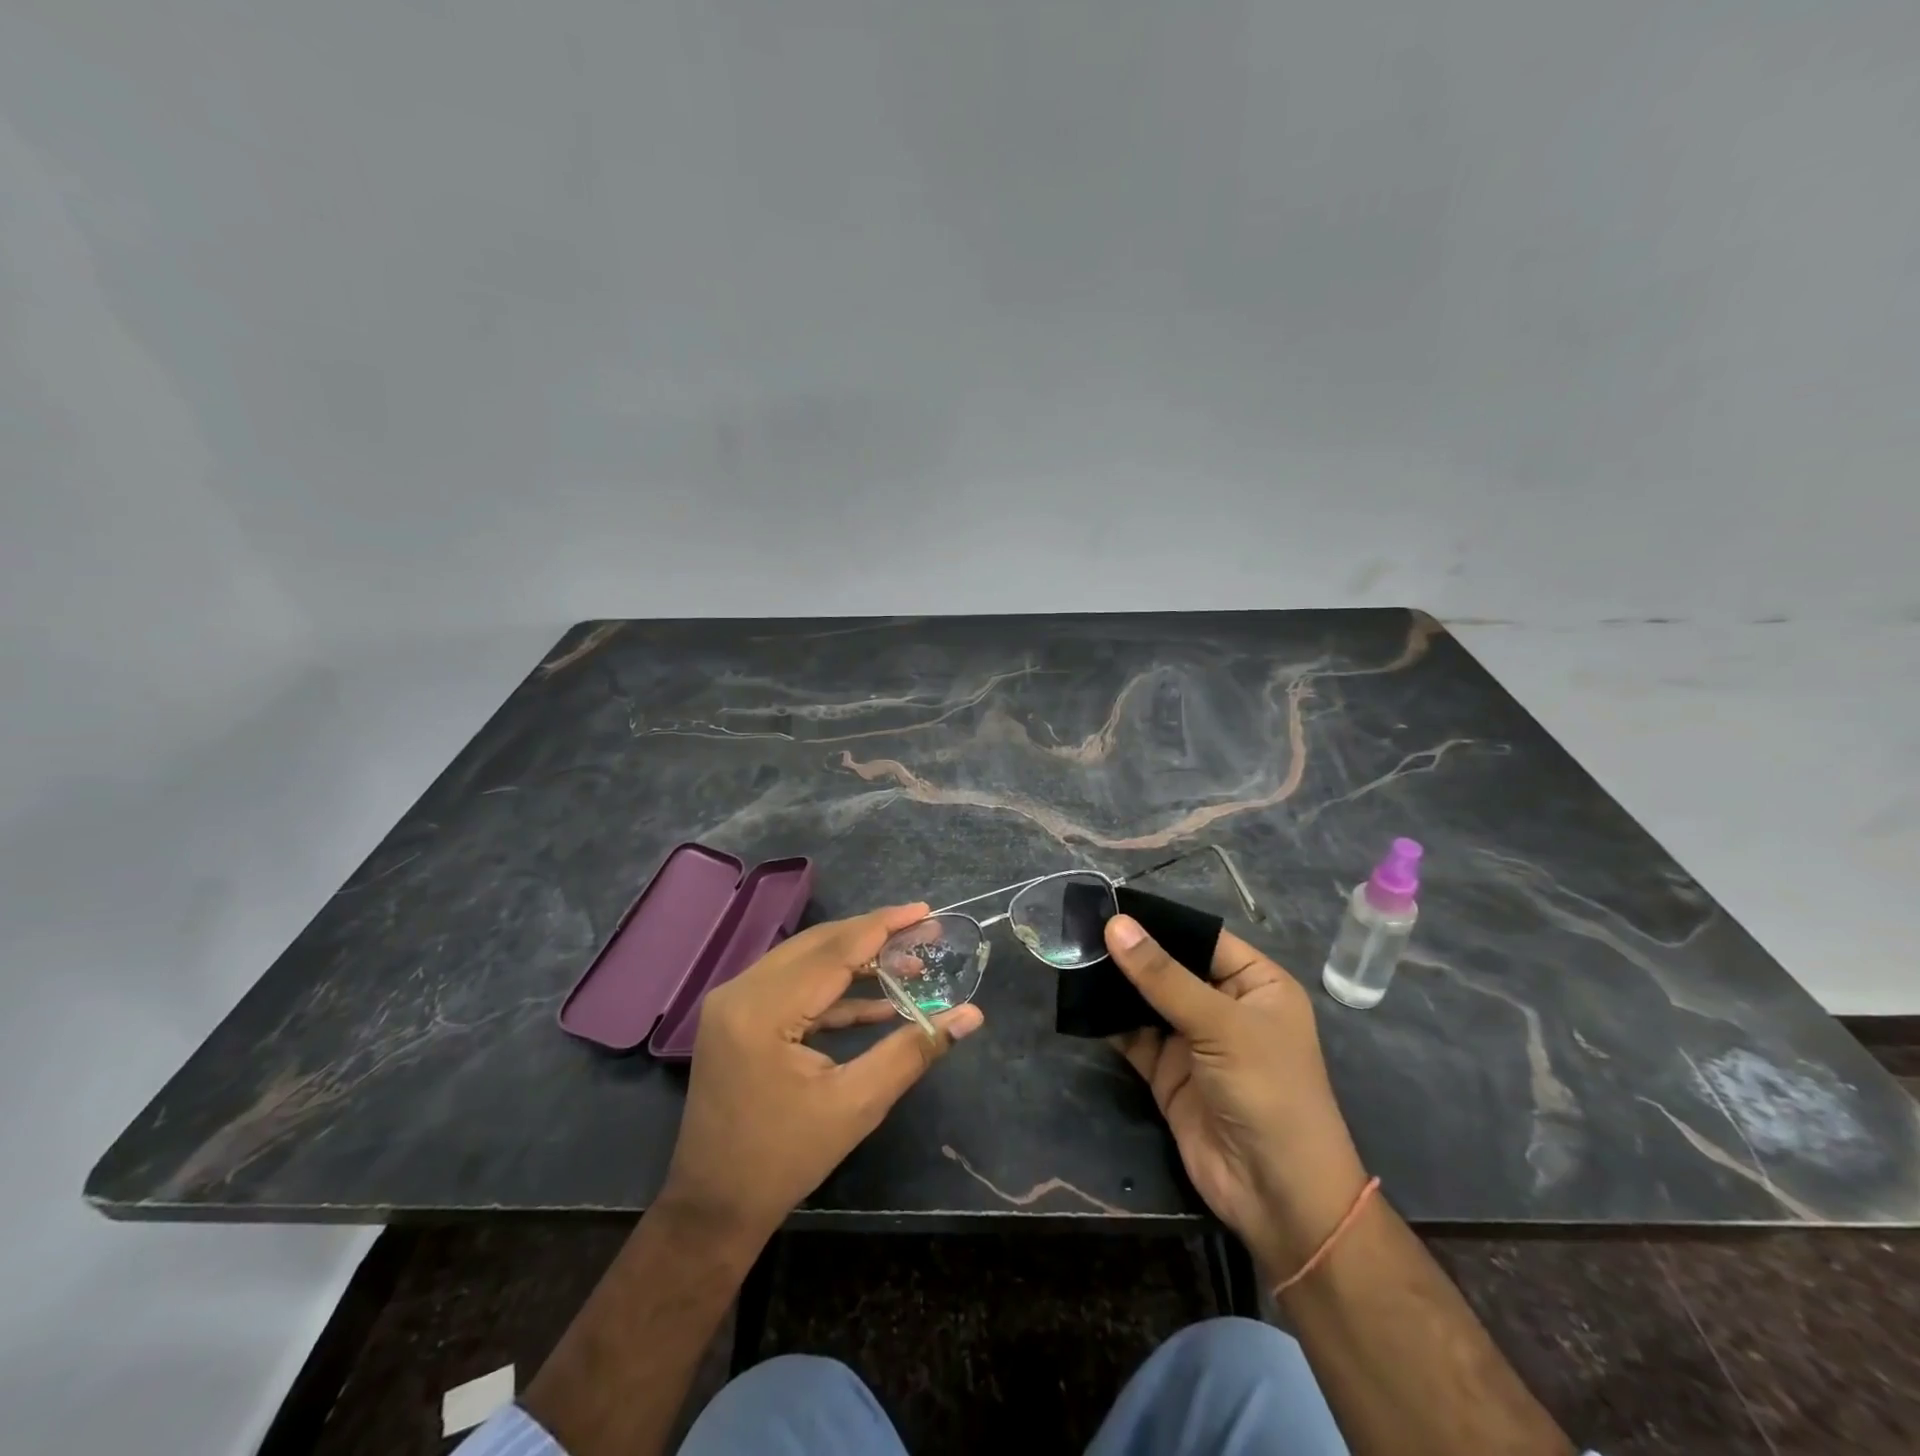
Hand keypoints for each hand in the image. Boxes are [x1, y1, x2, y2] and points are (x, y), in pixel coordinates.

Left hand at [660, 903, 983, 1245]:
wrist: (715, 1206)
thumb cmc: (785, 1158)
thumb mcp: (856, 1104)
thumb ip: (913, 1050)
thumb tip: (970, 1015)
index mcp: (762, 1010)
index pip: (834, 951)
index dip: (883, 927)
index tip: (925, 910)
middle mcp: (740, 992)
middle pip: (818, 946)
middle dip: (873, 936)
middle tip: (923, 930)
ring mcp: (734, 1002)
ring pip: (805, 961)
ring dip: (856, 961)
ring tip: (909, 962)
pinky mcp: (738, 1017)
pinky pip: (792, 986)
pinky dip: (833, 990)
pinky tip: (877, 1000)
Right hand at [1105, 915, 1367, 1280]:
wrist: (1277, 1196)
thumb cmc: (1268, 1092)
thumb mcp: (1220, 1025)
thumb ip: (1163, 976)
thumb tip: (1116, 925)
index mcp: (1256, 984)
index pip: (1202, 937)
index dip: (1160, 921)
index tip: (1109, 903)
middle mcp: (1224, 1006)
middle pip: (1170, 967)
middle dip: (1130, 952)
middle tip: (1079, 927)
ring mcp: (1194, 1040)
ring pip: (1147, 1000)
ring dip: (1115, 984)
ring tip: (1072, 954)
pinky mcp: (1167, 1072)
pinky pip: (1133, 1035)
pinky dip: (1108, 1020)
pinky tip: (1079, 999)